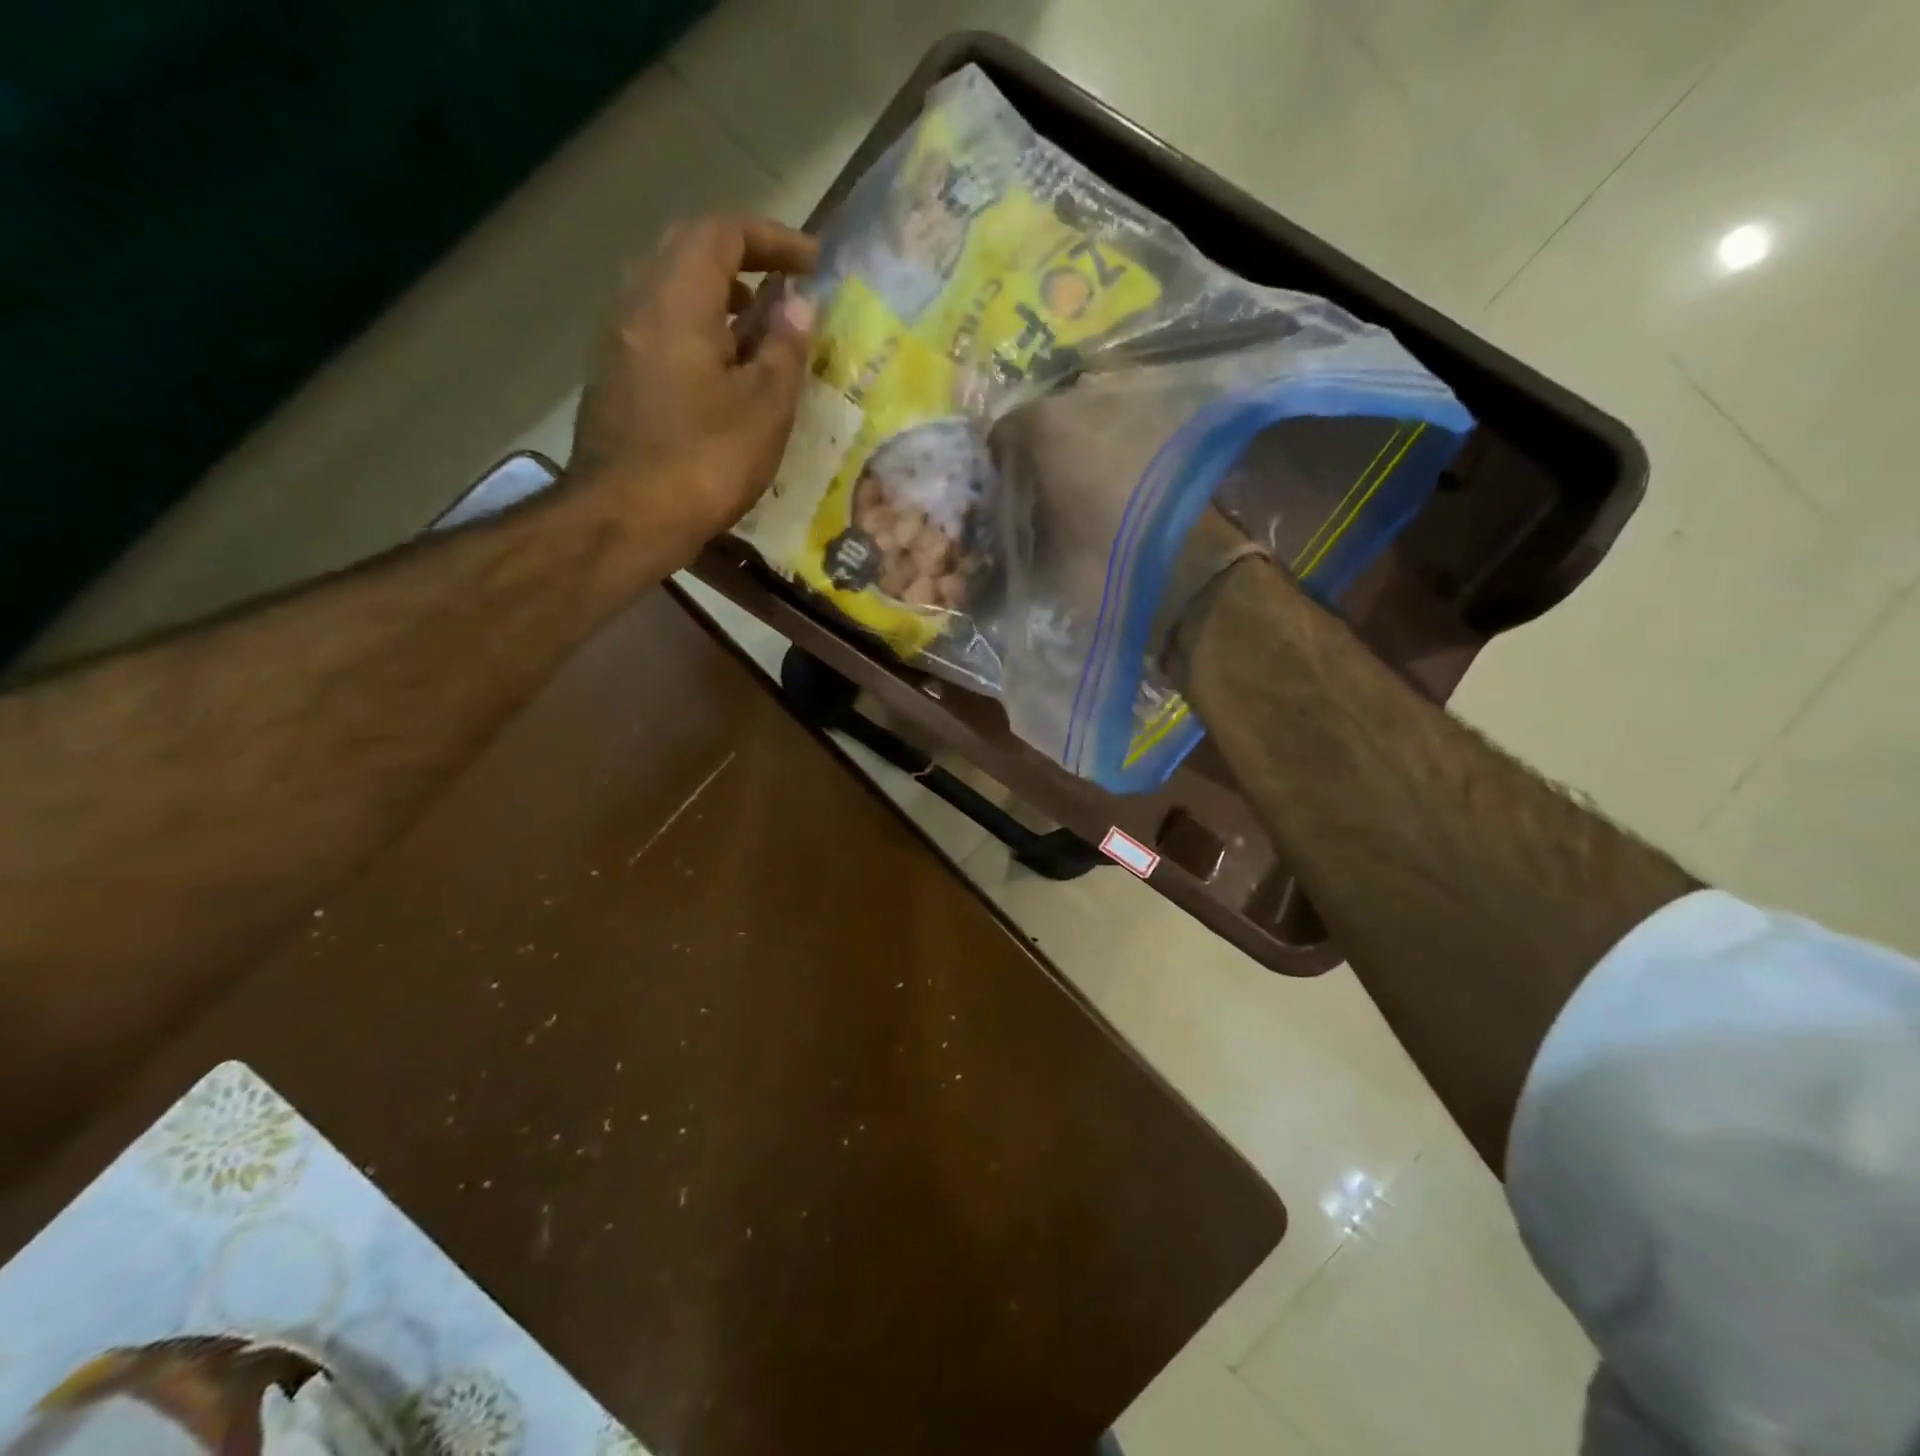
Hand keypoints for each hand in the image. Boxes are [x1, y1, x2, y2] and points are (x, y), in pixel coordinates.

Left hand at [567, 215, 818, 549]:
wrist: (625, 518)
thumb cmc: (704, 462)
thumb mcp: (765, 408)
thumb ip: (785, 349)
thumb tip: (798, 306)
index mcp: (677, 298)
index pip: (723, 233)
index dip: (773, 239)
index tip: (813, 264)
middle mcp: (637, 303)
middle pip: (688, 251)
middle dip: (742, 259)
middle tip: (784, 288)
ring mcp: (618, 340)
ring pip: (669, 291)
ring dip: (717, 297)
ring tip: (758, 332)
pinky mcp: (613, 378)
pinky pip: (658, 328)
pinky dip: (696, 329)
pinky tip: (721, 373)